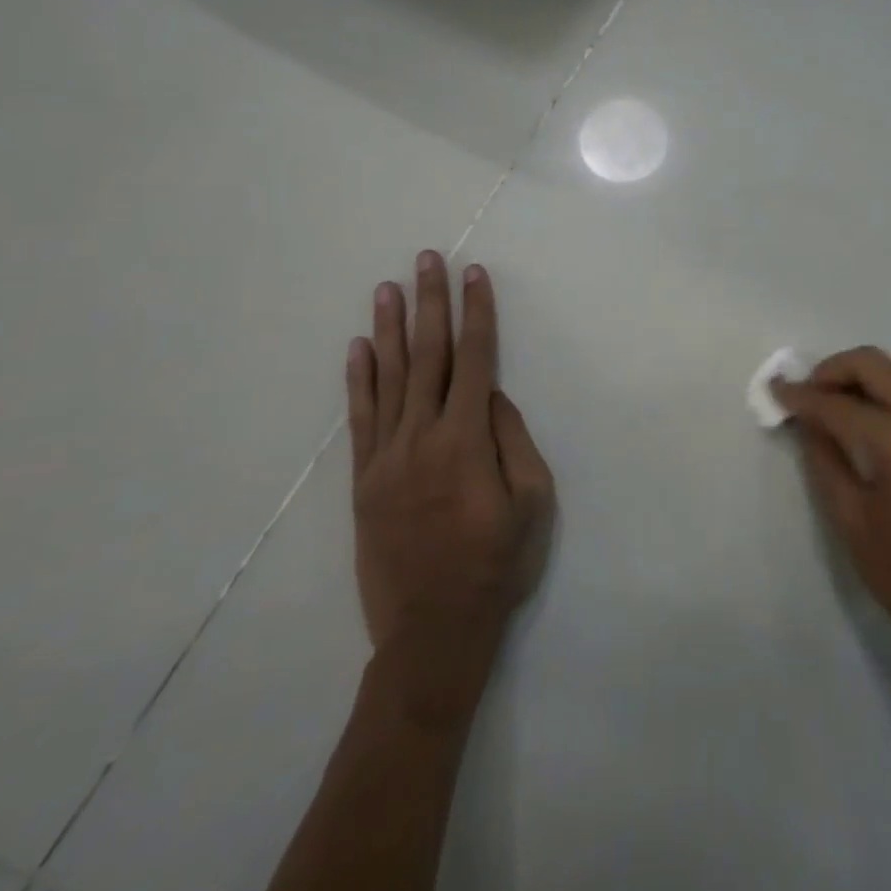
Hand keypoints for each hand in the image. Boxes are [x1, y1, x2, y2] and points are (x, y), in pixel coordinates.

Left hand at [346, 253, 553, 721]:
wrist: (432, 630)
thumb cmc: (497, 564)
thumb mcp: (532, 502)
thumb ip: (512, 440)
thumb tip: (490, 395)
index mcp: (467, 440)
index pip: (475, 359)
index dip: (477, 314)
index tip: (475, 275)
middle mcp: (422, 437)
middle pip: (428, 356)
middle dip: (430, 303)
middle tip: (426, 260)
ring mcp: (386, 457)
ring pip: (387, 378)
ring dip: (389, 329)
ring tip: (388, 287)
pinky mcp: (363, 479)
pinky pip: (359, 419)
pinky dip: (358, 379)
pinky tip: (358, 347)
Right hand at [773, 348, 890, 673]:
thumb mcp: (849, 518)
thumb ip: (823, 457)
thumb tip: (806, 419)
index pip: (837, 403)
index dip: (800, 395)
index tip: (774, 388)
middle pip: (872, 364)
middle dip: (832, 371)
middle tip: (806, 394)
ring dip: (863, 374)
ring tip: (835, 402)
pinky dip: (887, 388)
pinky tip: (868, 416)